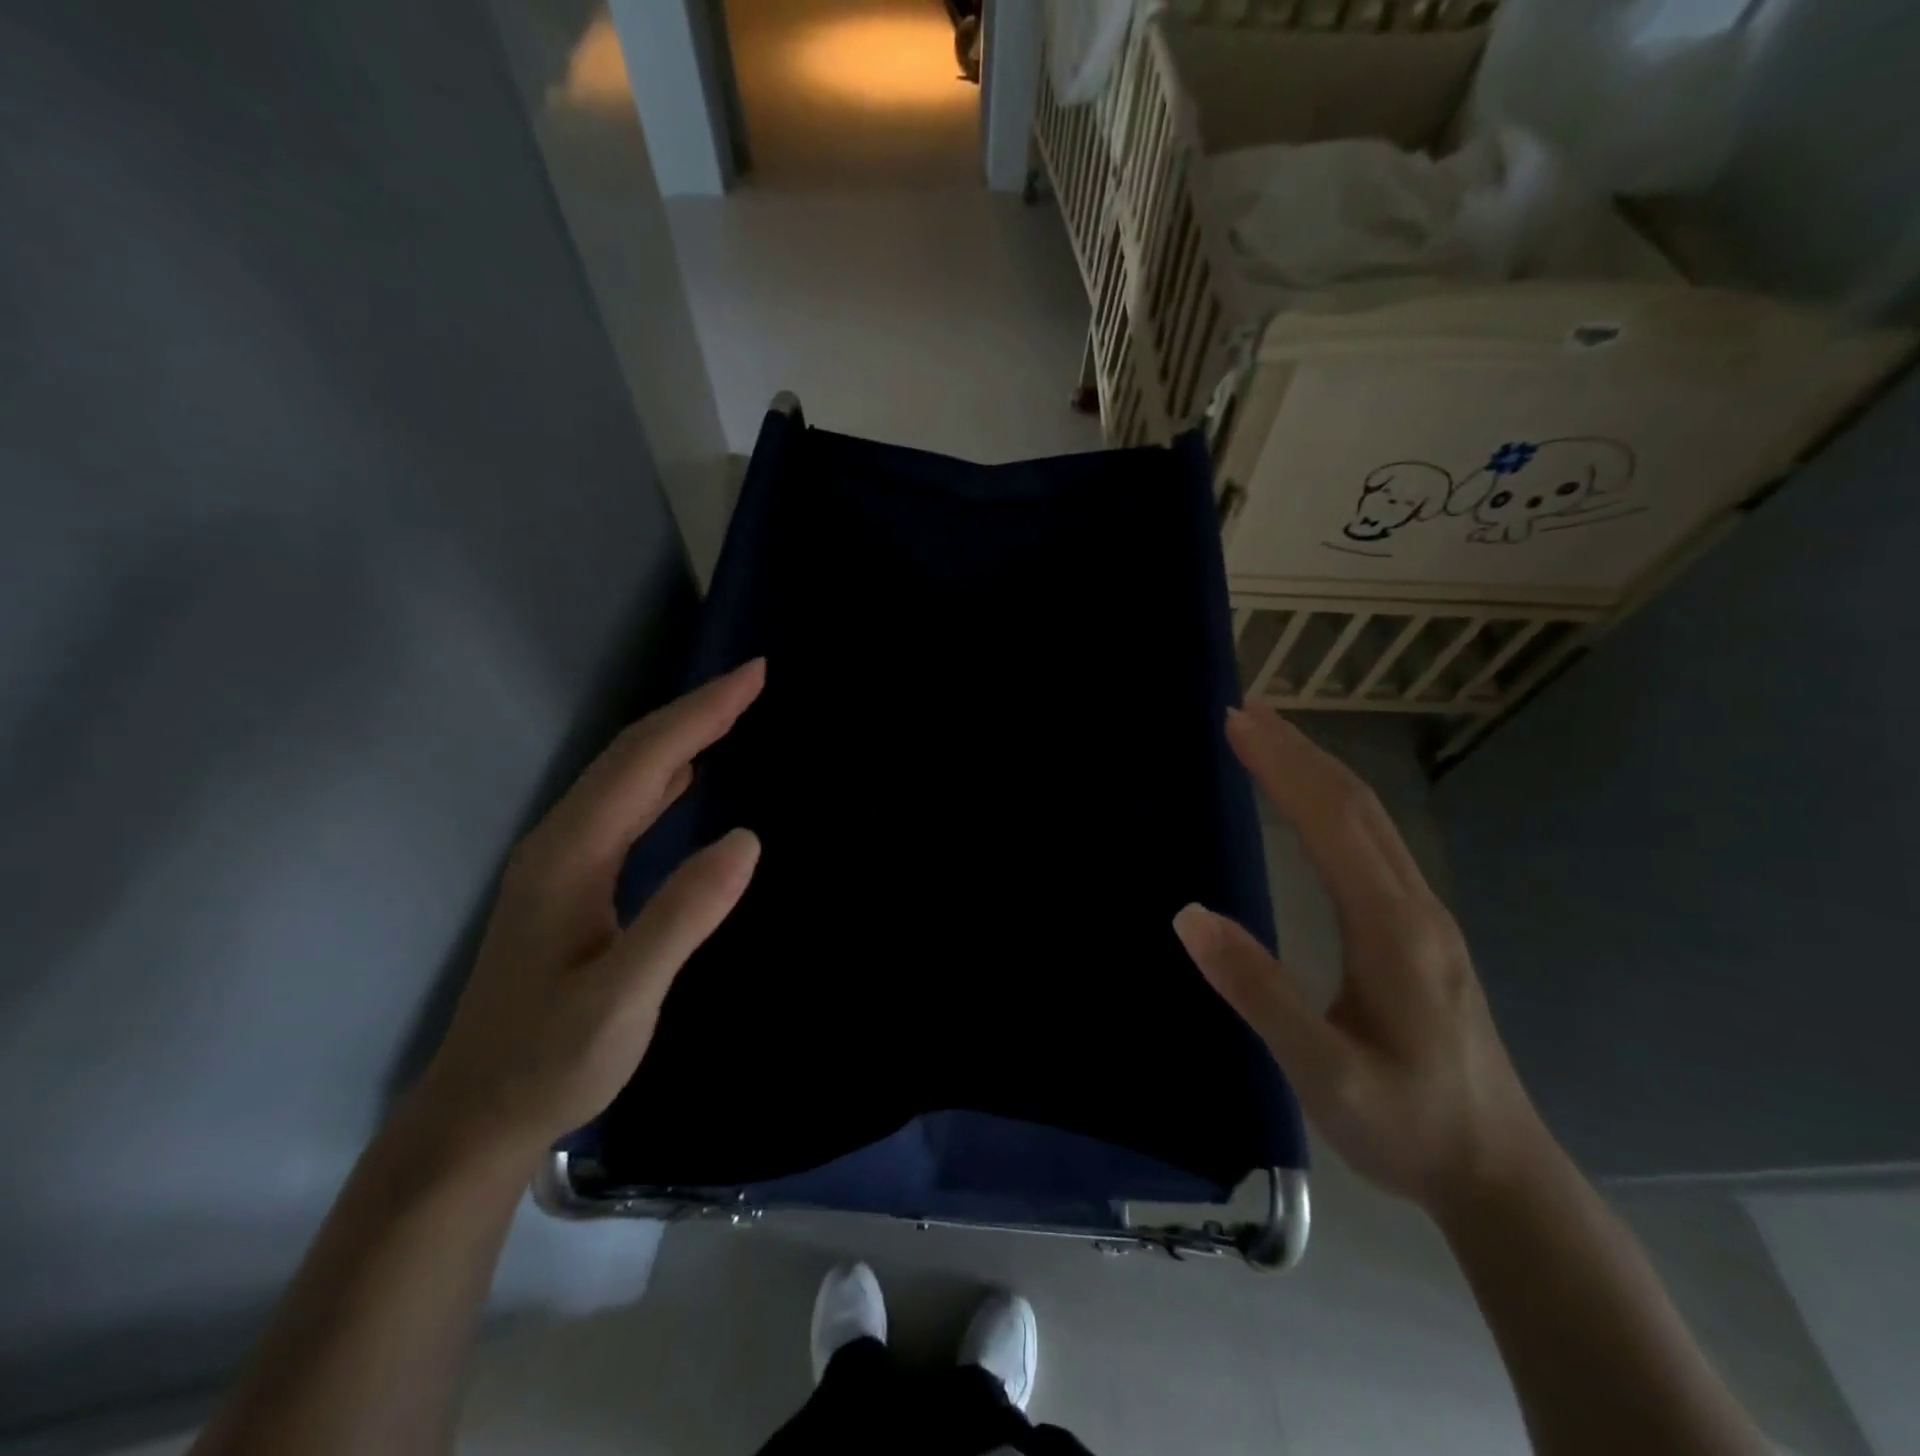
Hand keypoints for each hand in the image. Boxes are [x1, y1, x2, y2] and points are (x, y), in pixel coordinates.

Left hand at [409, 660, 765, 1171]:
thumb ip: (681, 915)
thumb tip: (745, 839)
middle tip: (754, 682)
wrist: (475, 1119)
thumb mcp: (623, 997)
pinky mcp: (569, 886)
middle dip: (694, 710)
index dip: (702, 712)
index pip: (645, 761)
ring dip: (679, 737)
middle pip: (631, 756)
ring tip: (730, 714)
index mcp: (571, 855)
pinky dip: (663, 775)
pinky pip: (624, 807)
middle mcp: (561, 844)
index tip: (754, 675)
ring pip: (625, 778)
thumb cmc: (550, 1059)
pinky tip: (686, 779)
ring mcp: (560, 864)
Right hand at [1173, 705, 1545, 1216]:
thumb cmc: (1407, 1125)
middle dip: (1298, 751)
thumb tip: (1189, 916)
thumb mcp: (1323, 1072)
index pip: (1333, 821)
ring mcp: (1424, 916)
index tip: (1237, 723)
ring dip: (1318, 770)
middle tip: (1244, 712)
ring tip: (1271, 739)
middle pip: (1357, 805)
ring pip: (1371, 820)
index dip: (1284, 766)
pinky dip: (1334, 803)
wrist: (1500, 1175)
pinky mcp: (1421, 931)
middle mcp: (1414, 905)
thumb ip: (1258, 993)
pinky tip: (1311, 806)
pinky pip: (1374, 843)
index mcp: (1391, 927)